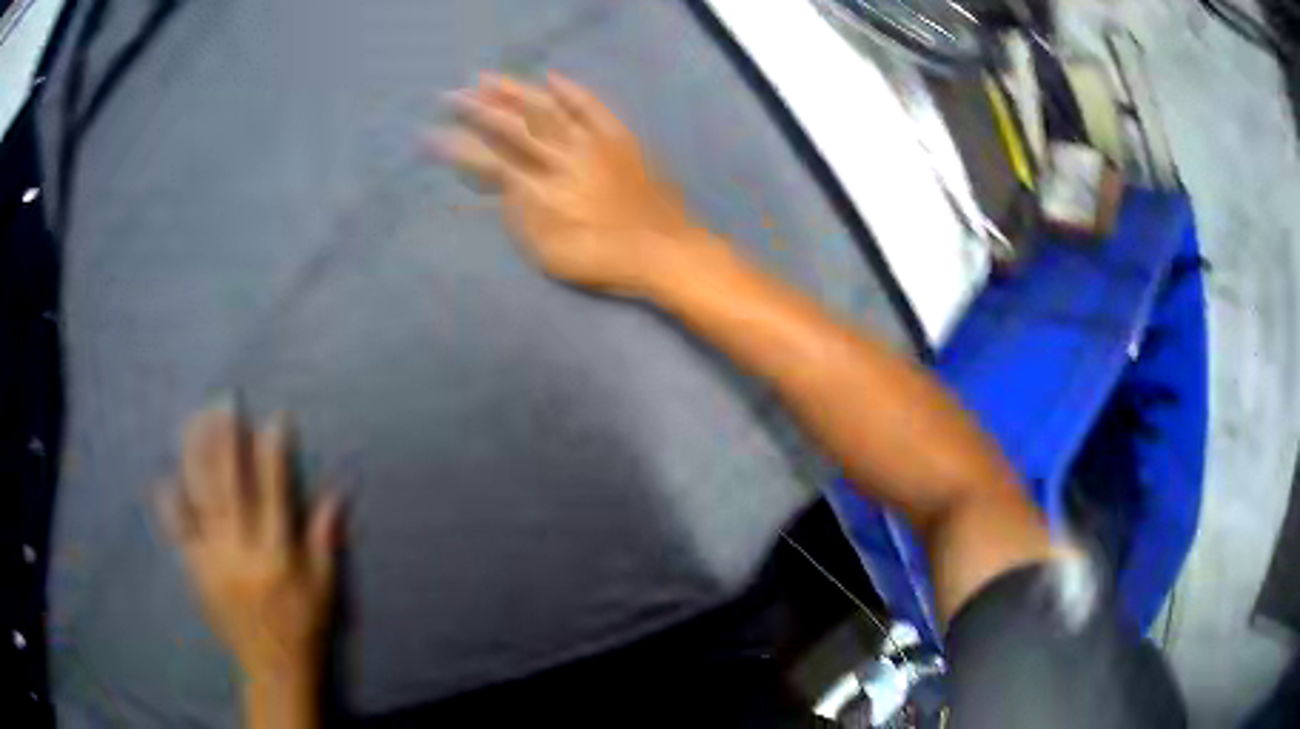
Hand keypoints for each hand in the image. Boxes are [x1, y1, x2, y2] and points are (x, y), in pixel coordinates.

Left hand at [157, 404, 342, 684]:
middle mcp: (243, 551)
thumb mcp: (326, 587)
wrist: (273, 667)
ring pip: (202, 497)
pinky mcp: (197, 571)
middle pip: (230, 484)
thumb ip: (326, 539)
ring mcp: (215, 559)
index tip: (275, 418)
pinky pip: (179, 530)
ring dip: (198, 456)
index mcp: (279, 553)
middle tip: (224, 401)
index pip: (275, 492)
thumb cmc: (305, 624)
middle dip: (227, 439)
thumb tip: (338, 493)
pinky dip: (171, 501)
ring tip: (196, 421)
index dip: (274, 453)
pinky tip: (166, 476)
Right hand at [432, 72, 715, 295]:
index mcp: (541, 189)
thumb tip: (503, 184)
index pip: (490, 160)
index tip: (433, 134)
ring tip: (487, 78)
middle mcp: (561, 157)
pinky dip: (571, 90)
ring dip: (515, 91)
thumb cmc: (603, 260)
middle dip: (477, 109)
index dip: (459, 147)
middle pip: (513, 126)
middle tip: (451, 95)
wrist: (663, 250)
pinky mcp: (617, 138)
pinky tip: (552, 77)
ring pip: (547, 109)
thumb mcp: (550, 252)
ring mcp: (592, 143)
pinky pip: (591, 107)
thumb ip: (521, 216)